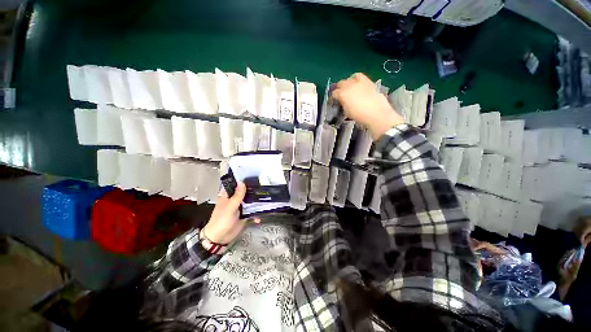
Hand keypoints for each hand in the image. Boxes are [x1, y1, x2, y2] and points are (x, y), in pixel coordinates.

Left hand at [202, 182, 260, 244]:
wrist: (219, 238)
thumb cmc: (222, 220)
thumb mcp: (230, 207)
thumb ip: (237, 195)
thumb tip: (242, 182)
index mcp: (229, 195)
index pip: (237, 185)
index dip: (245, 181)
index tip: (256, 178)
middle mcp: (235, 200)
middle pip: (246, 193)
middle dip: (255, 192)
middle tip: (265, 189)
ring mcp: (240, 208)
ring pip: (251, 202)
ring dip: (257, 203)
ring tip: (267, 202)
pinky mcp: (244, 215)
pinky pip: (252, 212)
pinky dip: (256, 215)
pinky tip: (259, 218)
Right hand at [332, 73, 403, 139]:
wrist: (377, 114)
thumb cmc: (360, 116)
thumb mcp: (347, 112)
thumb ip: (343, 104)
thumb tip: (342, 102)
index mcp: (342, 94)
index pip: (334, 93)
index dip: (332, 97)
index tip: (333, 101)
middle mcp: (349, 85)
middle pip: (340, 83)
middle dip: (338, 88)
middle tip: (339, 94)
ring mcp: (360, 82)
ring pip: (350, 78)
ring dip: (347, 82)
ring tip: (348, 87)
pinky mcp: (368, 82)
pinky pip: (360, 77)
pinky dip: (357, 79)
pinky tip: (358, 85)